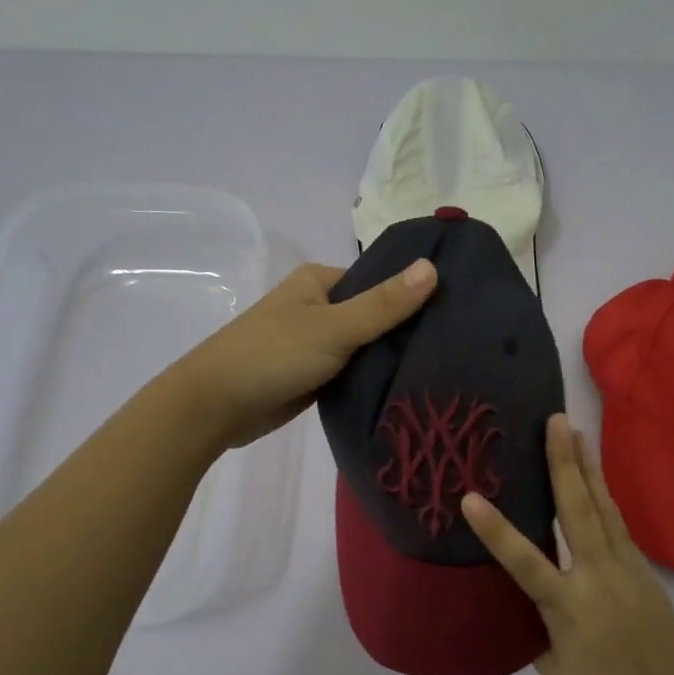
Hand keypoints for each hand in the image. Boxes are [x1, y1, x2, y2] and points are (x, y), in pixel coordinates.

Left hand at [168, 258, 436, 450]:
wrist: (216, 406)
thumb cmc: (273, 355)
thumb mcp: (334, 327)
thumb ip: (384, 303)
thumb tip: (433, 267)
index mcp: (320, 281)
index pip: (381, 281)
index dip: (415, 295)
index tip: (457, 314)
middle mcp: (319, 306)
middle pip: (375, 314)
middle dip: (406, 330)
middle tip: (456, 347)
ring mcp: (316, 342)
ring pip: (366, 346)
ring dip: (391, 358)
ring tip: (443, 368)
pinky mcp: (315, 375)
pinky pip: (353, 371)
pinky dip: (373, 378)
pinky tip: (409, 388)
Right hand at [462, 415, 673, 674]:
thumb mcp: (555, 670)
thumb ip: (537, 624)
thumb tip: (524, 590)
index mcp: (570, 610)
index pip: (525, 562)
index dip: (496, 530)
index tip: (470, 497)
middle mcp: (601, 580)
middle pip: (580, 511)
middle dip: (565, 463)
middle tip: (556, 421)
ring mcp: (631, 574)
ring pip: (606, 511)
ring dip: (590, 470)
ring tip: (578, 435)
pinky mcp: (649, 576)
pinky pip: (620, 530)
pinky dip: (605, 501)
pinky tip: (597, 486)